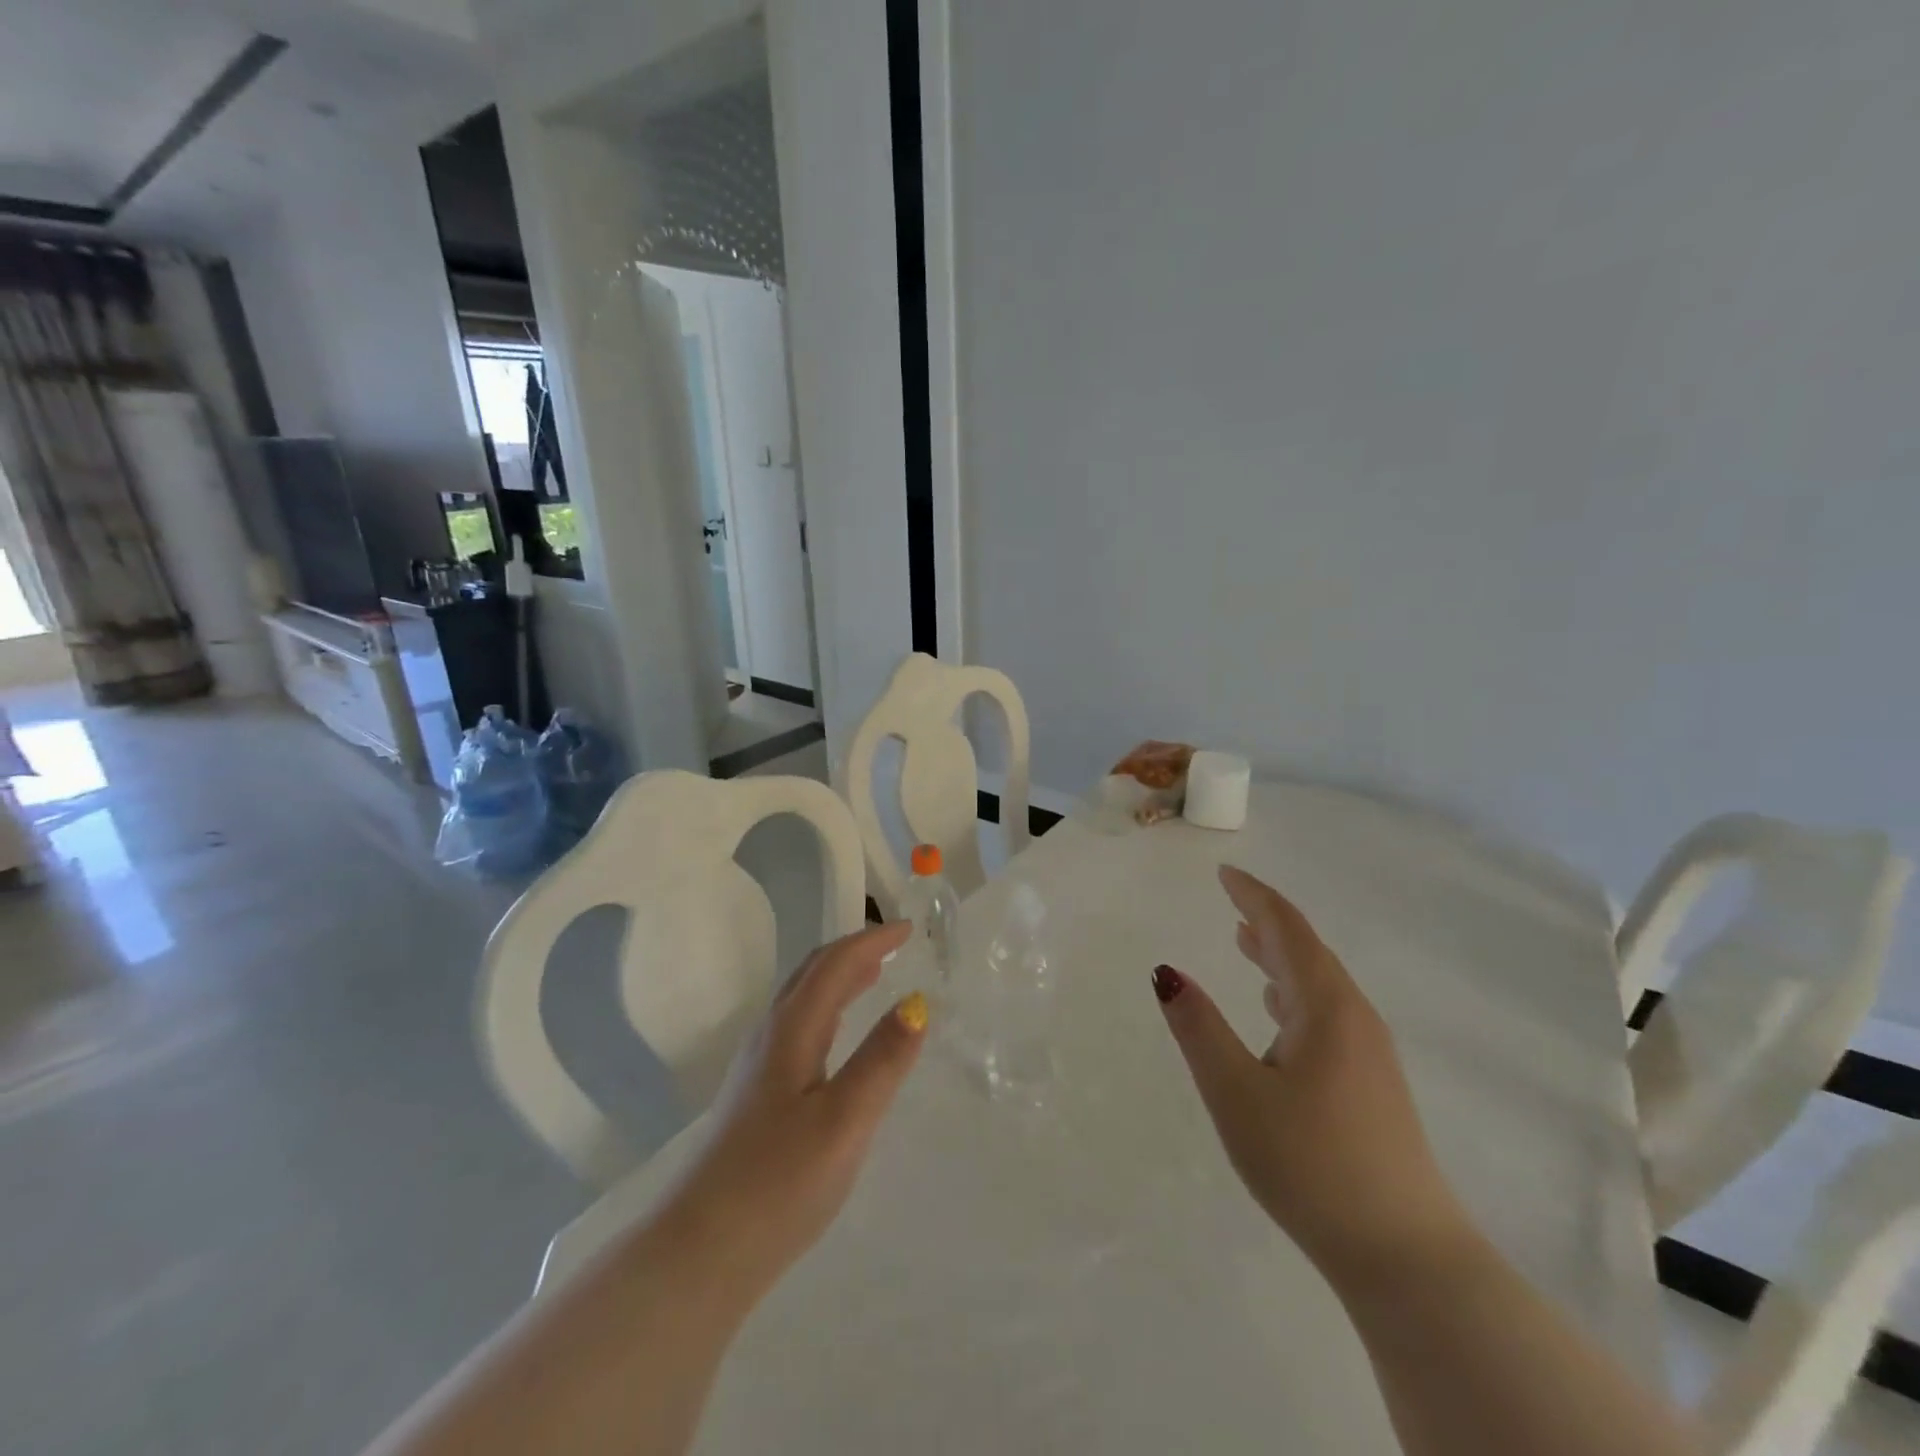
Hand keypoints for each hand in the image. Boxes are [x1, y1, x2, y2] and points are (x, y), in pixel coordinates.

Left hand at [660, 921, 927, 1298]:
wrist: (700, 1251)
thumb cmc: (779, 1182)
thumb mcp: (845, 1120)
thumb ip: (883, 1059)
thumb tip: (918, 1003)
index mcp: (792, 1028)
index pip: (835, 964)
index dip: (872, 941)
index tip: (908, 930)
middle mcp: (771, 1034)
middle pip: (813, 972)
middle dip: (855, 950)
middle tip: (894, 944)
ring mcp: (758, 1064)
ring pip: (803, 998)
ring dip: (839, 976)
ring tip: (874, 974)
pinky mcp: (756, 1094)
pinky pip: (799, 1024)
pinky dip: (828, 1006)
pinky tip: (838, 1034)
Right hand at [1152, 866, 1474, 1288]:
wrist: (1406, 1257)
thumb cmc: (1311, 1164)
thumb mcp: (1236, 1093)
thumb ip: (1198, 1028)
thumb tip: (1165, 972)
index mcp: (1325, 1007)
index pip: (1286, 930)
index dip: (1253, 896)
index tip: (1223, 874)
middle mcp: (1353, 1018)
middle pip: (1307, 952)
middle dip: (1266, 922)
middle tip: (1230, 901)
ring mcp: (1369, 1054)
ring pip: (1318, 984)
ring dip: (1280, 956)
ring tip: (1245, 942)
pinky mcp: (1371, 1085)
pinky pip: (1326, 1013)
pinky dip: (1293, 992)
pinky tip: (1277, 1011)